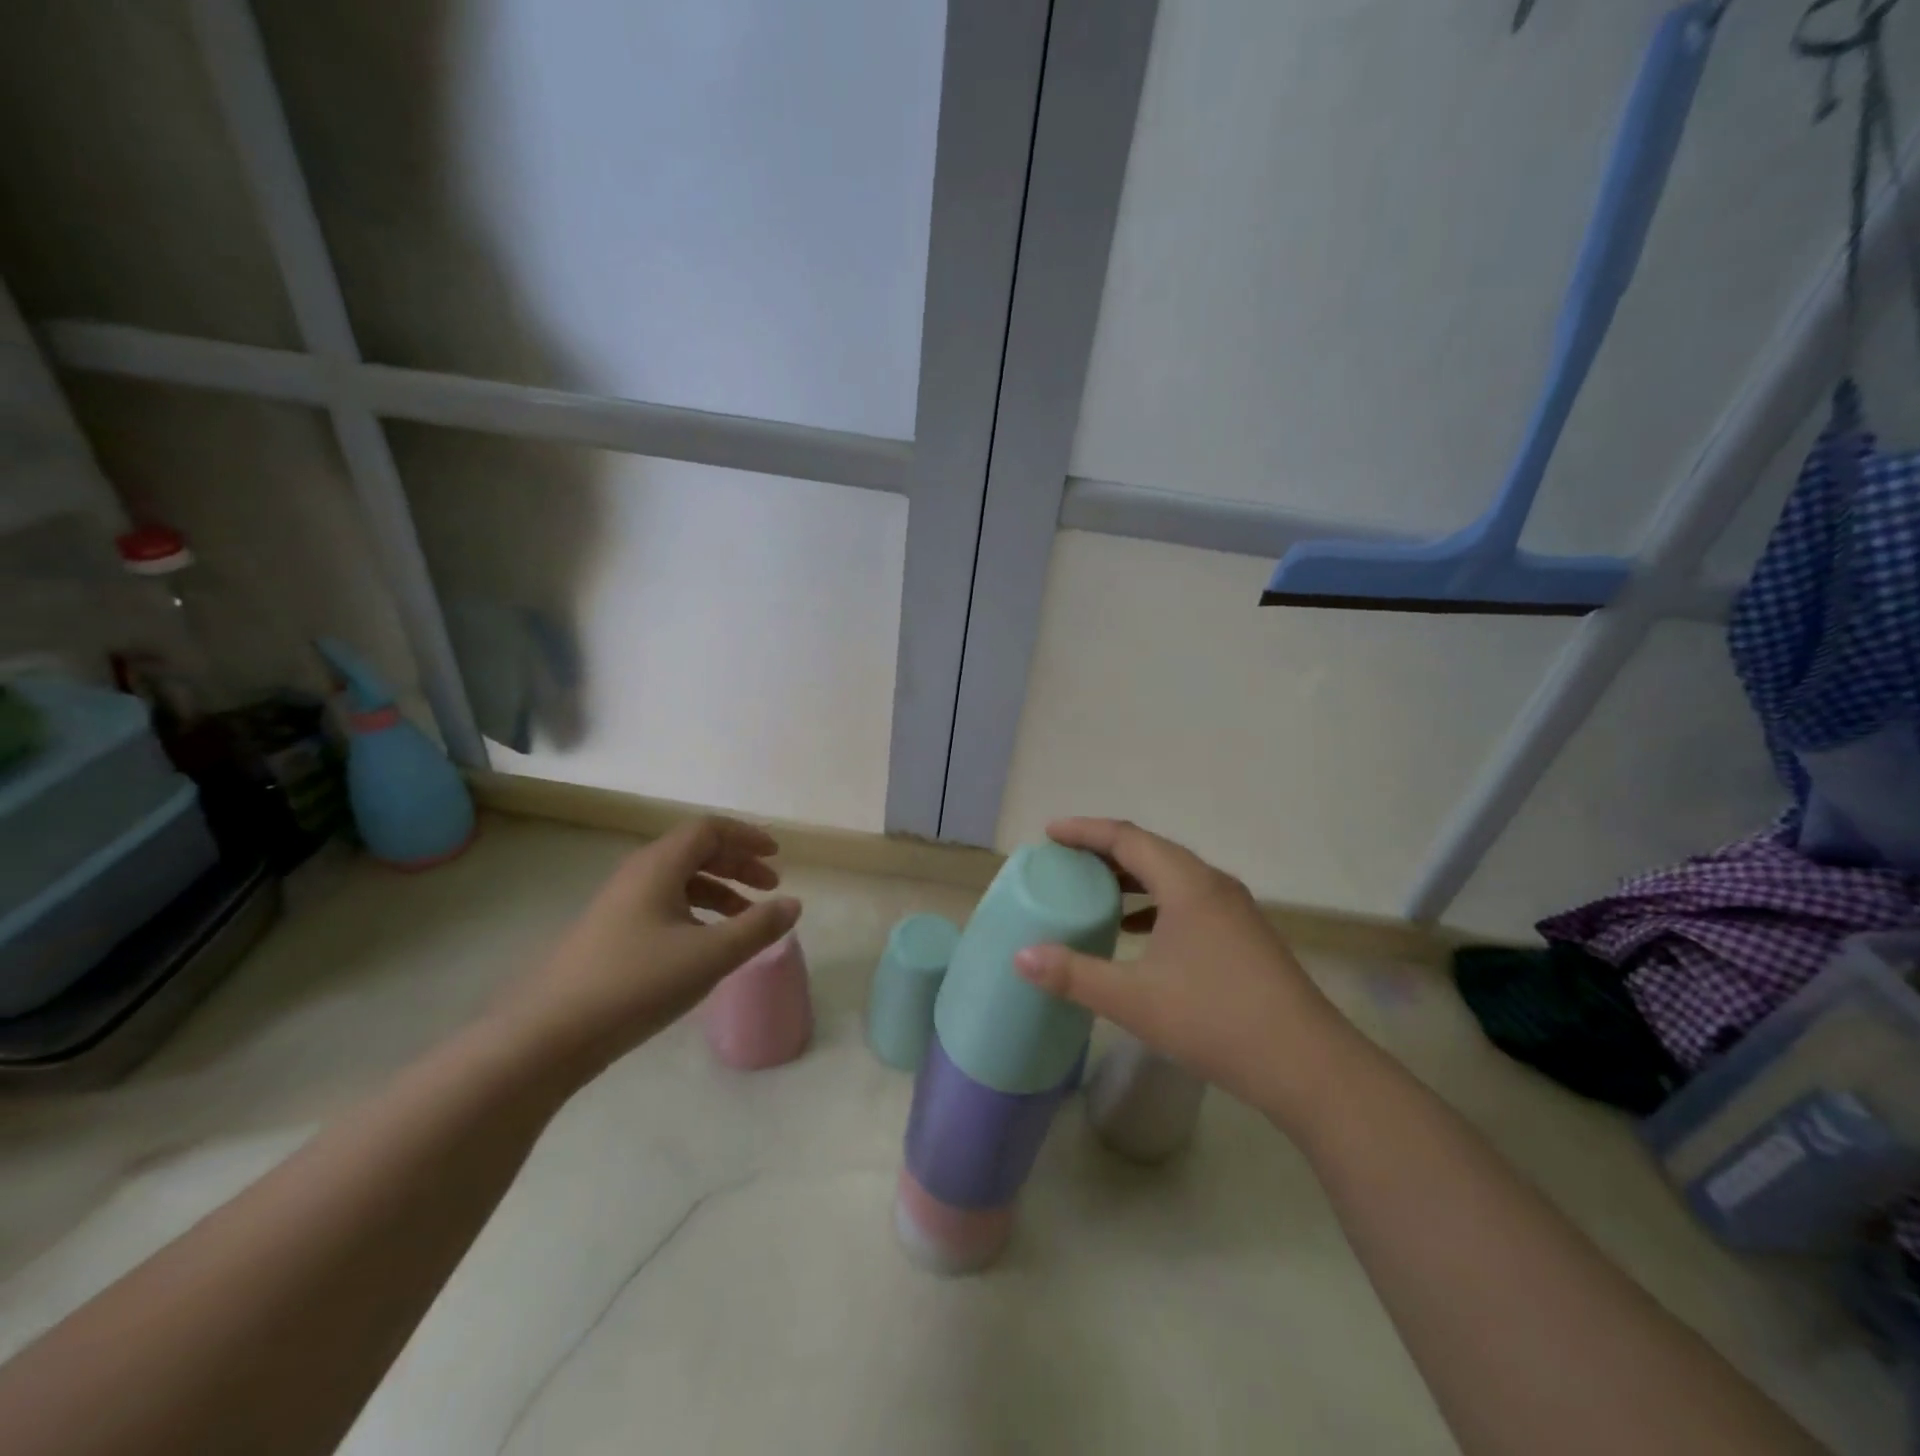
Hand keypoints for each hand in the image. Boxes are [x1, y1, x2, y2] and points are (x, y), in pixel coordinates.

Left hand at [490, 816, 800, 1078]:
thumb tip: (794, 903)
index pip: (708, 829)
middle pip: (695, 851)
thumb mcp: (710, 955)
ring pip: (679, 881)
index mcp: (659, 866)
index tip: (777, 856)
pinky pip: (664, 905)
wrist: (548, 1036)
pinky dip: (696, 912)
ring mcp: (619, 905)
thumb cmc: (636, 983)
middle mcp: (637, 875)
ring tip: (747, 918)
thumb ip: (757, 927)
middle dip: (737, 863)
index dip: (746, 837)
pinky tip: (706, 944)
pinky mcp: (610, 934)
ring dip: (719, 890)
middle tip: (770, 886)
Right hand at [1013, 818, 1357, 1126]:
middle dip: (1104, 850)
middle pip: (1151, 850)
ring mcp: (1234, 910)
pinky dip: (1154, 903)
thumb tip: (1021, 957)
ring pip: (1172, 875)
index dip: (1085, 831)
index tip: (1049, 833)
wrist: (1308, 1065)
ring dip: (1131, 877)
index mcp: (1188, 884)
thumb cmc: (1215, 1021)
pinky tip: (1138, 931)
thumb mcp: (1134, 1000)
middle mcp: (1213, 884)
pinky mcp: (1243, 935)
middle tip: (1065, 860)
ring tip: (1095, 889)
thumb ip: (1074, 975)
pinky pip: (1188, 900)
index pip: (1127, 838)